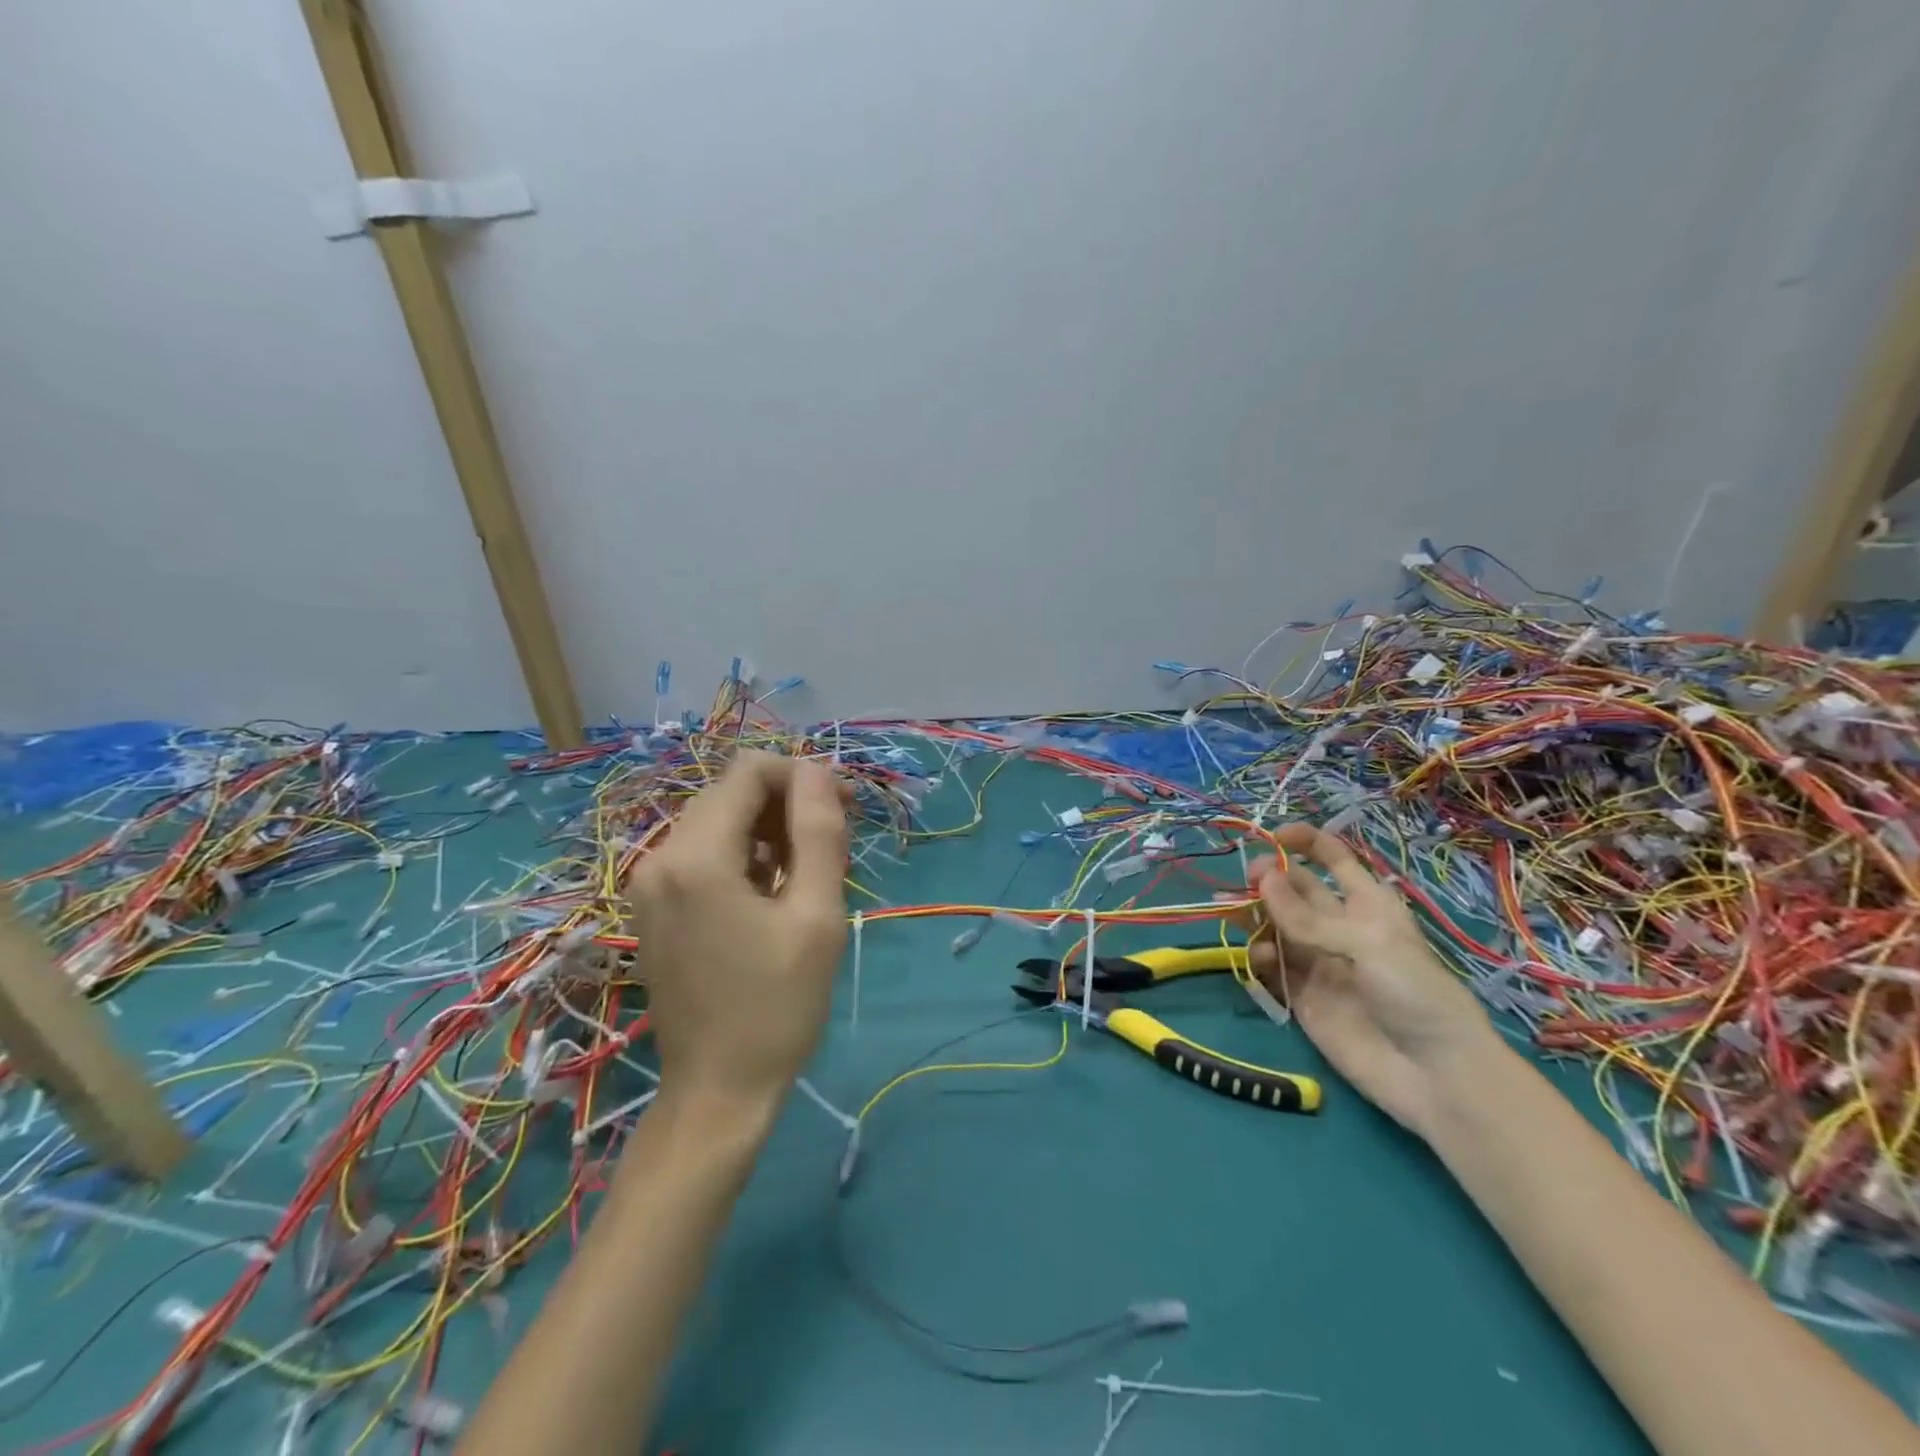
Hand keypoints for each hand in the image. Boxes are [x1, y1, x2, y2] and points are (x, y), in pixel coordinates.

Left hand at [625, 751, 850, 1118]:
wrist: (718, 1092)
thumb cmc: (777, 1006)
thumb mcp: (816, 915)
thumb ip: (818, 832)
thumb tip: (819, 772)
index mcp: (696, 856)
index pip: (750, 772)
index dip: (802, 776)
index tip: (844, 807)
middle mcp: (659, 857)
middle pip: (731, 793)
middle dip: (787, 802)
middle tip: (834, 842)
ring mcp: (649, 884)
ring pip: (718, 822)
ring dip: (768, 830)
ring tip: (809, 872)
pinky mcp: (653, 906)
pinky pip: (701, 854)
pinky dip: (742, 855)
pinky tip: (773, 892)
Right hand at [1244, 823, 1499, 1137]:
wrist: (1434, 1076)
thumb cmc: (1414, 993)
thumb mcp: (1367, 943)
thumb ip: (1308, 916)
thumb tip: (1262, 879)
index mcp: (1366, 904)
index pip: (1333, 858)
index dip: (1304, 842)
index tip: (1272, 836)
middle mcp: (1338, 927)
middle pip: (1295, 889)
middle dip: (1269, 879)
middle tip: (1247, 881)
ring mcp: (1318, 962)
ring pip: (1275, 925)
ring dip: (1254, 915)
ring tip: (1238, 914)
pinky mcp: (1302, 996)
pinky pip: (1271, 965)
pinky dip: (1259, 956)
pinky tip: (1260, 957)